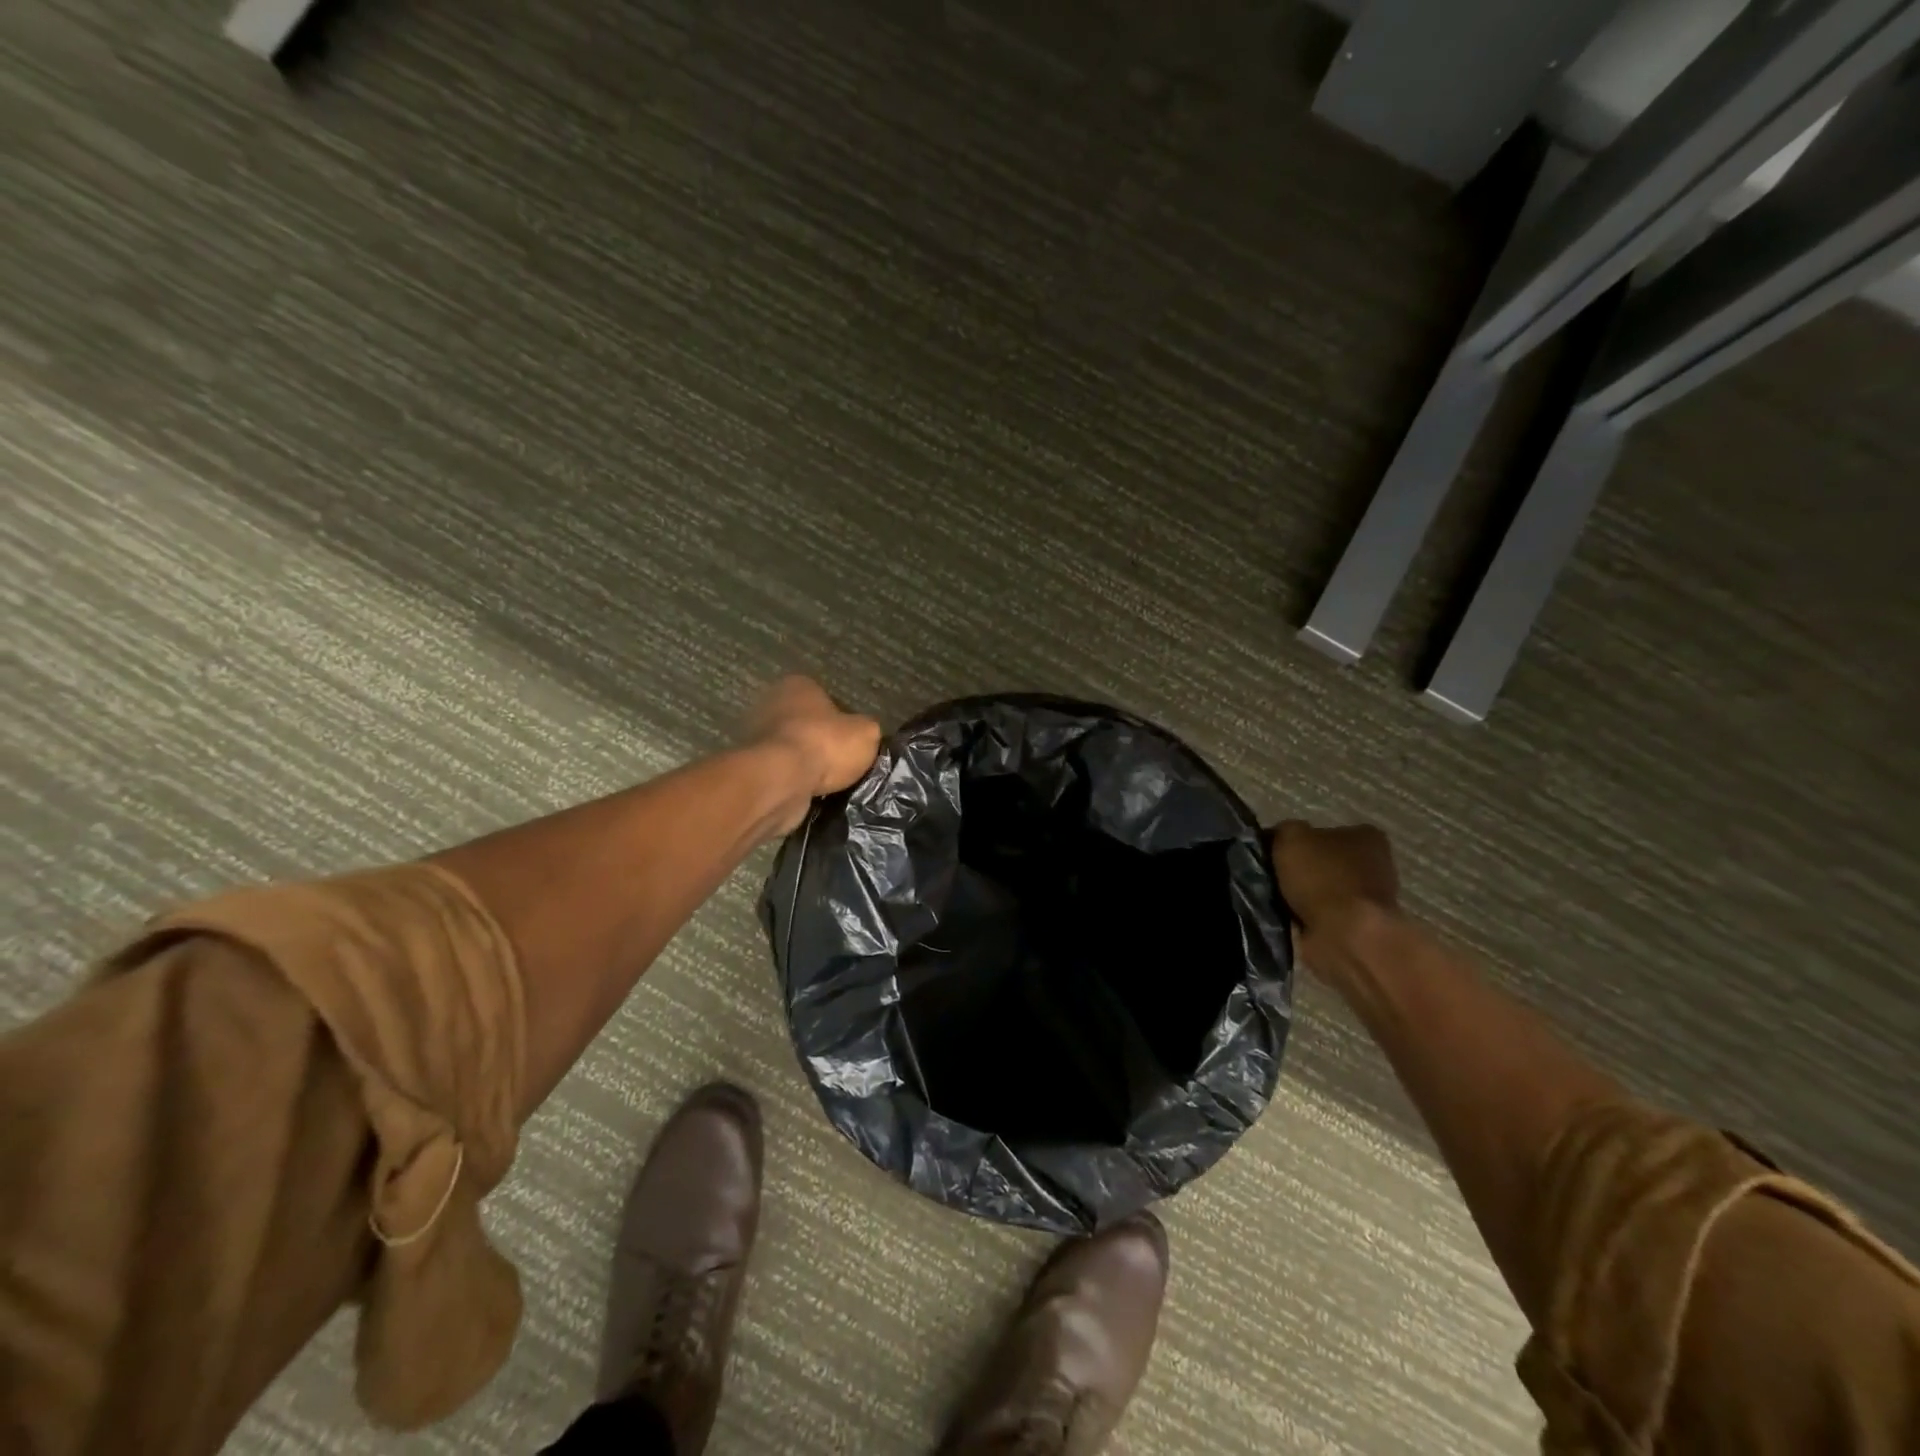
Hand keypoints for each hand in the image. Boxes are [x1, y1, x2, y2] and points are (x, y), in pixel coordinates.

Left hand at [745, 676, 881, 829]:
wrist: (781, 781)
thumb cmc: (824, 745)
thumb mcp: (866, 733)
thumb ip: (867, 729)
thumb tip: (864, 735)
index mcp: (798, 685)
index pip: (826, 698)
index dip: (843, 720)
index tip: (853, 741)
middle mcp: (771, 704)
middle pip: (806, 724)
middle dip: (822, 744)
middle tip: (842, 763)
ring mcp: (755, 736)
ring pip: (792, 751)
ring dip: (807, 765)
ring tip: (829, 783)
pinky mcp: (751, 767)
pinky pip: (780, 772)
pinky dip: (794, 782)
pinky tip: (809, 792)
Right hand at [1270, 820, 1400, 978]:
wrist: (1347, 936)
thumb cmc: (1323, 877)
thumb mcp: (1292, 837)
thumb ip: (1284, 830)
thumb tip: (1279, 838)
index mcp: (1366, 836)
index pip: (1323, 832)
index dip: (1296, 841)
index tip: (1275, 853)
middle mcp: (1375, 864)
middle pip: (1324, 861)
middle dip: (1301, 870)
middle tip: (1274, 877)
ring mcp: (1370, 899)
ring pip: (1322, 890)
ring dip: (1302, 896)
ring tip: (1278, 900)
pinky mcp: (1360, 928)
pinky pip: (1323, 916)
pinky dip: (1307, 918)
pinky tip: (1290, 919)